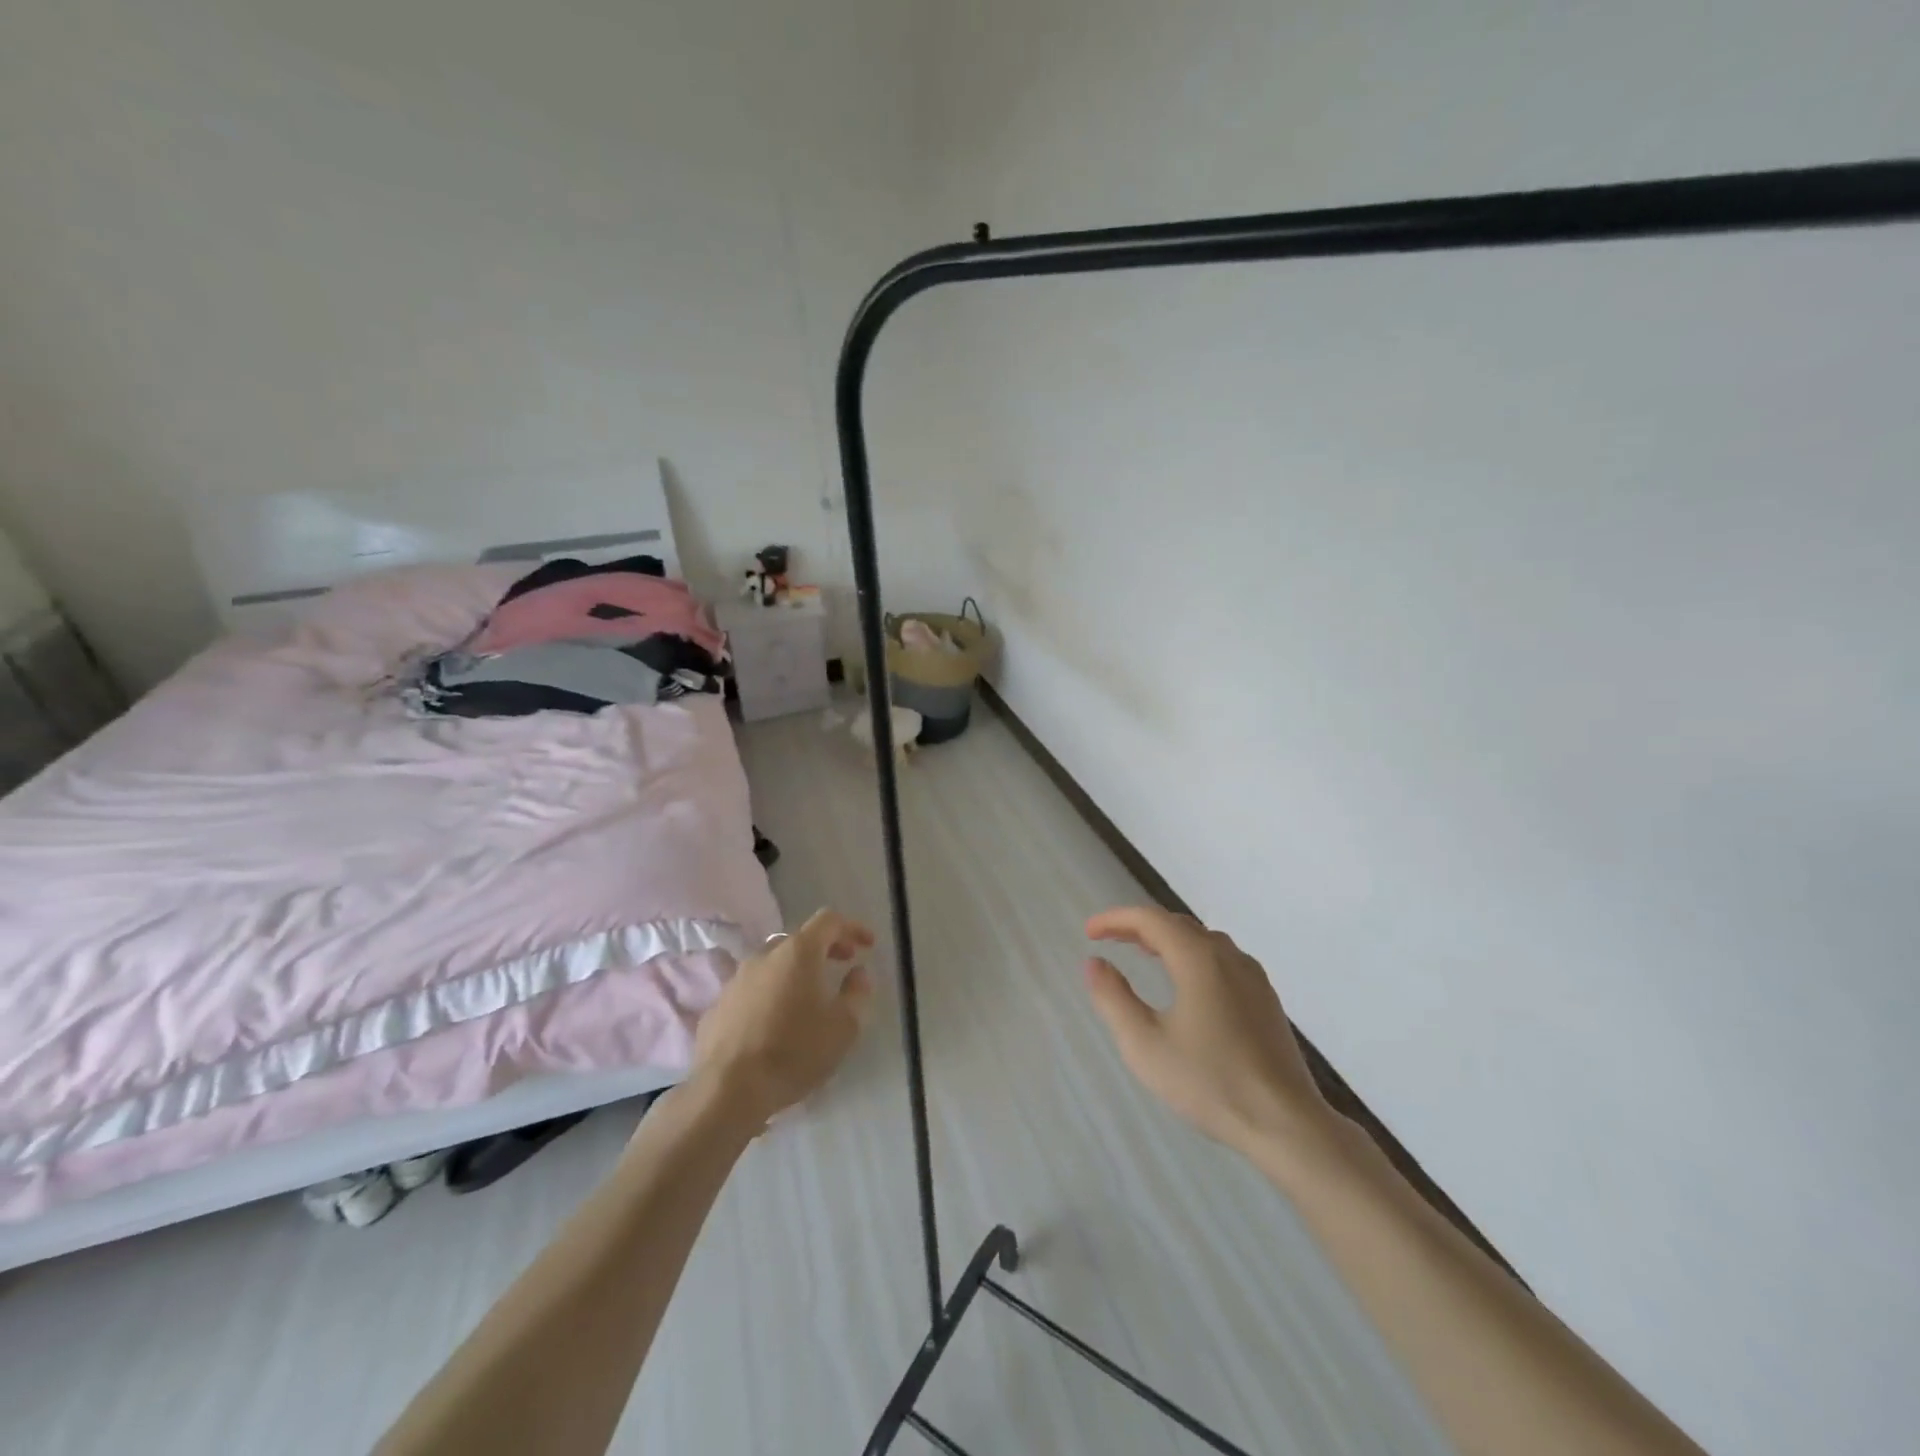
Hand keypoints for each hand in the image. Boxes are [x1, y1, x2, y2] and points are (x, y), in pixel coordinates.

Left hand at [691, 909, 876, 1125]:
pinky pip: (751, 990)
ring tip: (808, 997)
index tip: (868, 945)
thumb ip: (857, 993)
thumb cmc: (794, 1052)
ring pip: (772, 964)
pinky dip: (770, 994)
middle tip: (843, 964)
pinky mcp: (717, 1006)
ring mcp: (736, 980)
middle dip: (824, 948)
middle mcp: (764, 956)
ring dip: (794, 972)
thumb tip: (858, 973)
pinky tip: (775, 1023)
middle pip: (799, 939)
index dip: (852, 928)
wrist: (727, 1090)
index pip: (829, 921)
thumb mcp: (844, 1027)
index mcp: (798, 952)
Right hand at [1083, 906, 1329, 1154]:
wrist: (1286, 1124)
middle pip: (1177, 924)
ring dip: (1168, 939)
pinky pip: (1222, 960)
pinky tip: (1186, 982)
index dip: (1115, 919)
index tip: (1089, 932)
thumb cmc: (1209, 1082)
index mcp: (1198, 958)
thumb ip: (1113, 998)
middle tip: (1109, 938)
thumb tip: (1094, 963)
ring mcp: (1253, 978)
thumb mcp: (1144, 1044)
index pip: (1150, 919)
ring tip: (1143, 953)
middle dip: (1140, 926)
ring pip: (1203, 941)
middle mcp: (1228, 957)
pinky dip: (1193, 956)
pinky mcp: (1266, 1000)